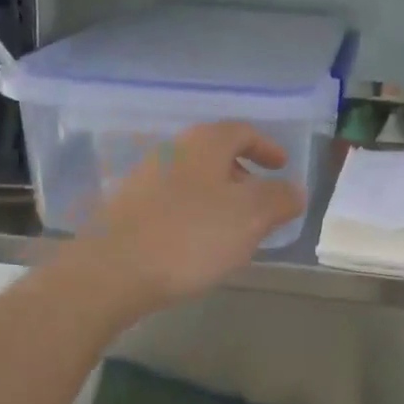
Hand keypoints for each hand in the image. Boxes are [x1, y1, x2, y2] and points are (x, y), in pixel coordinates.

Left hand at [63, 121, 305, 315]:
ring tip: (232, 229)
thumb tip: (294, 190)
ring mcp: (143, 178)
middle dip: (242, 175)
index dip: (267, 147)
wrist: (110, 272)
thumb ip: (280, 199)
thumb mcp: (251, 217)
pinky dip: (192, 214)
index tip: (282, 167)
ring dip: (217, 197)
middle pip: (215, 154)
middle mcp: (172, 151)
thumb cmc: (190, 236)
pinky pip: (171, 202)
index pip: (242, 131)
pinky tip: (195, 244)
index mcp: (204, 144)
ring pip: (193, 179)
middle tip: (261, 202)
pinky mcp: (125, 209)